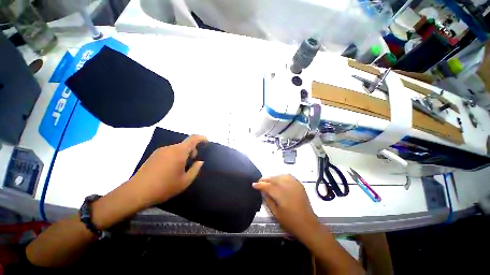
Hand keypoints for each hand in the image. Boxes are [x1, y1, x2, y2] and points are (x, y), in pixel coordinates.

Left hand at [130, 135, 206, 207]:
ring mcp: (160, 151)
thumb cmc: (164, 187)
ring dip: (183, 154)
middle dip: (192, 150)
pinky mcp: (154, 155)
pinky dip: (175, 156)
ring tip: (181, 167)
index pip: (193, 139)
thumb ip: (195, 169)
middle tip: (192, 162)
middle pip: (185, 144)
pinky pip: (169, 151)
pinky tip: (171, 168)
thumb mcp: (185, 181)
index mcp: (179, 152)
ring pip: (177, 148)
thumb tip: (200, 162)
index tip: (206, 142)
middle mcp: (170, 148)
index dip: (201, 138)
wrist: (137, 192)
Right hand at [253, 174, 319, 239]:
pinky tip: (279, 179)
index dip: (260, 185)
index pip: (267, 186)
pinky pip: (288, 176)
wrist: (308, 224)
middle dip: (265, 179)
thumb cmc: (290, 221)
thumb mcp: (276, 213)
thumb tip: (263, 191)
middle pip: (273, 179)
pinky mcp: (299, 185)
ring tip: (269, 180)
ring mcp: (294, 184)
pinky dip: (282, 176)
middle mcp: (287, 187)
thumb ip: (268, 200)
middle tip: (260, 181)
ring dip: (273, 177)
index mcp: (281, 195)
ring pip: (280, 176)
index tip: (254, 184)